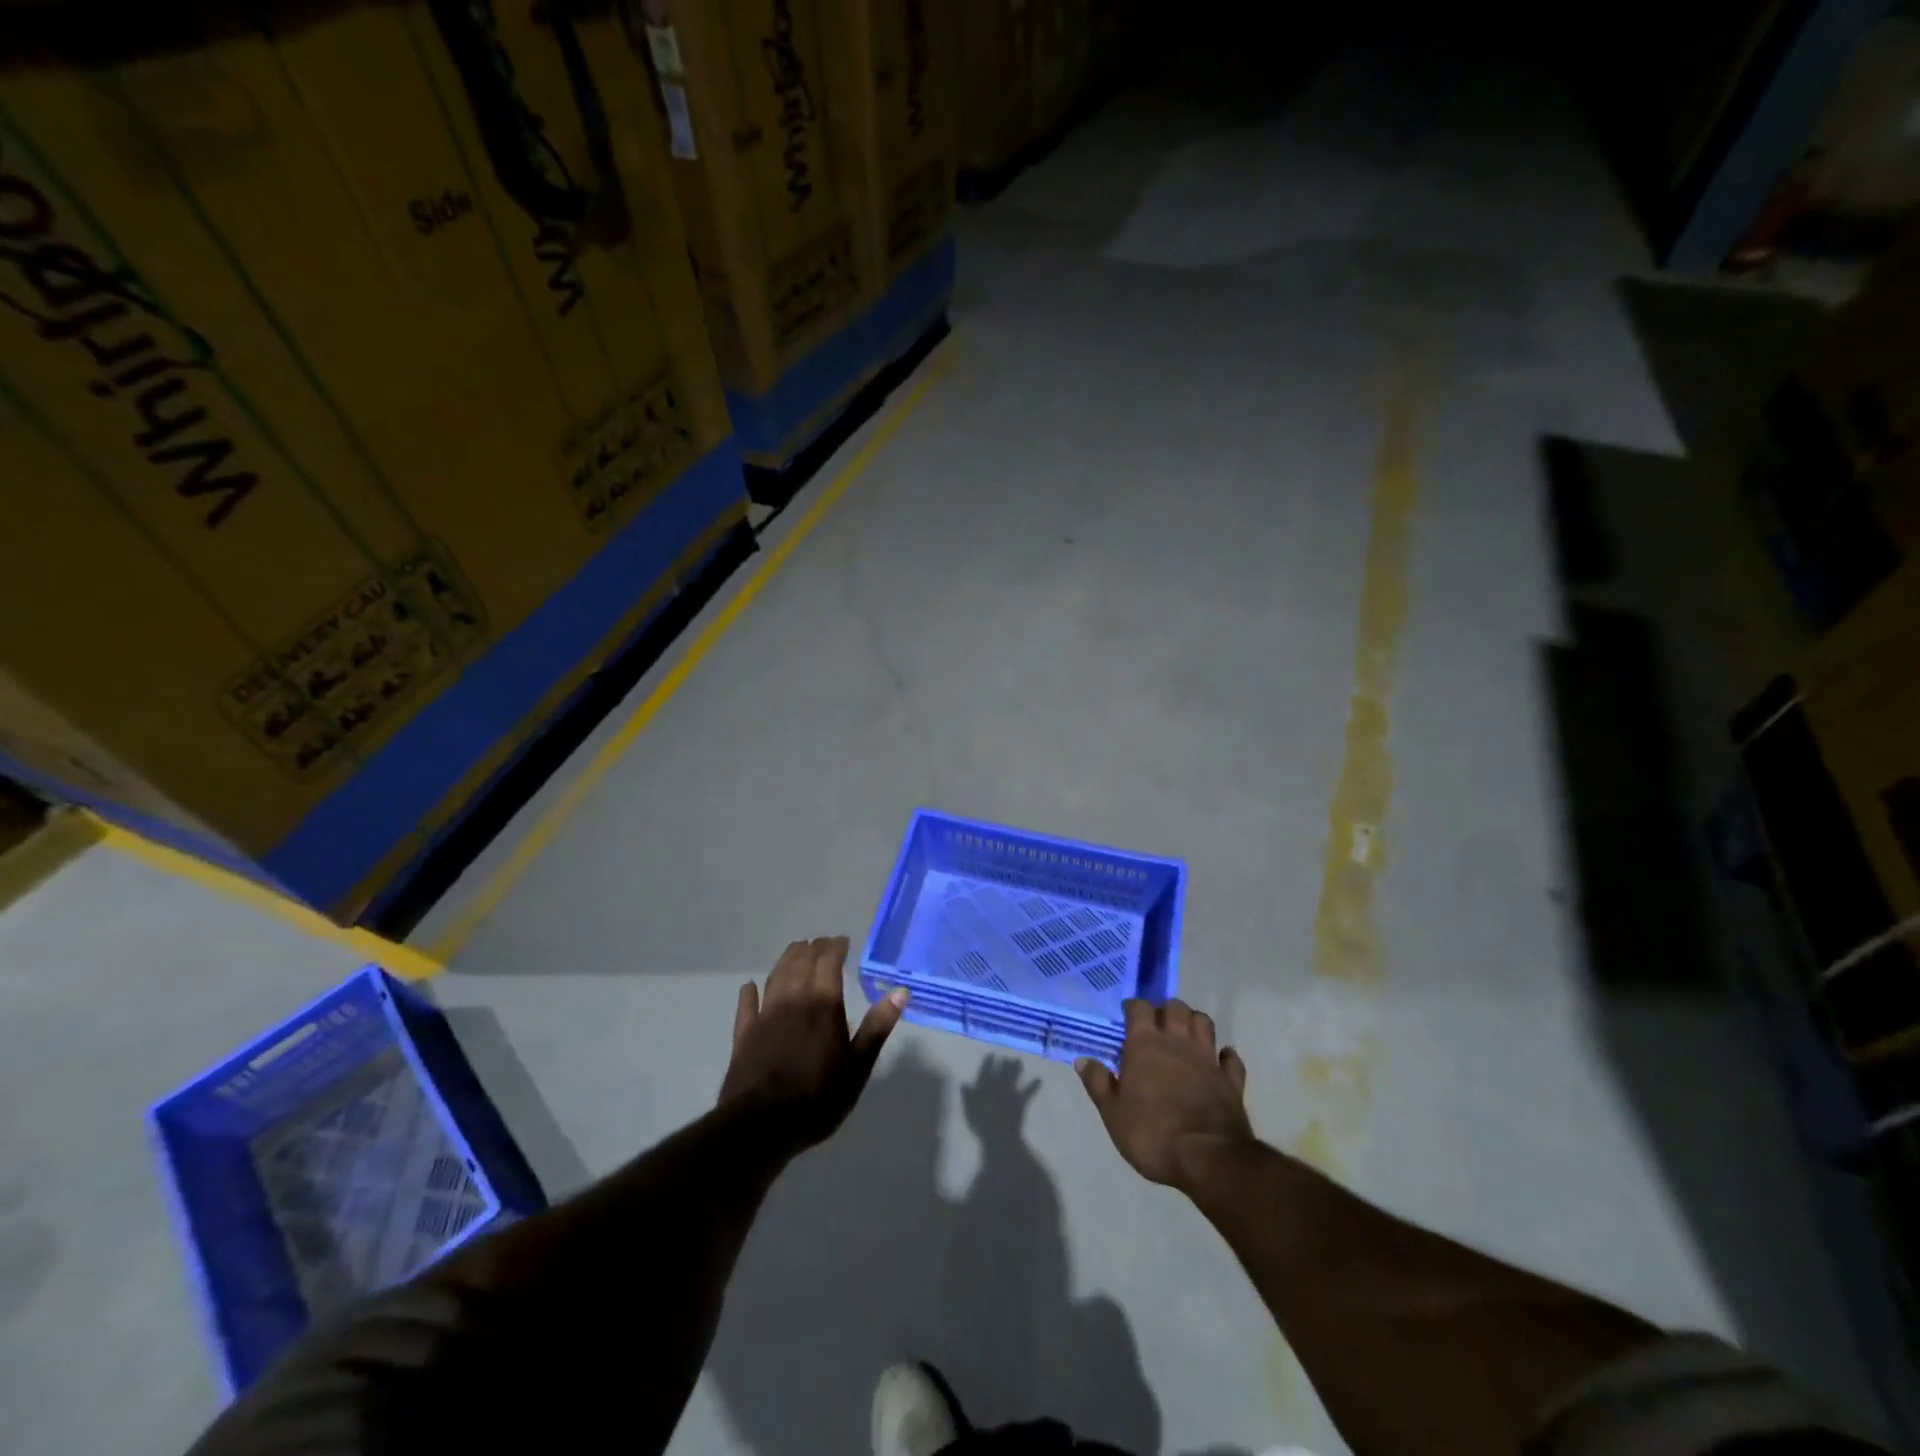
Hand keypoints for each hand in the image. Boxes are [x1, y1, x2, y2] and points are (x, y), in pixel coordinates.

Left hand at [719, 936, 906, 1148]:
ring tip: (796, 951)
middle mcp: (793, 1000)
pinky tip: (749, 987)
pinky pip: (747, 1005)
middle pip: (801, 962)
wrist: (761, 1125)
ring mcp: (765, 1015)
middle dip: (813, 949)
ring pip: (776, 976)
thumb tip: (900, 991)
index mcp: (823, 1004)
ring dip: (786, 960)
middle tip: (822, 943)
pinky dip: (749, 993)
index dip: (835, 947)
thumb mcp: (858, 1066)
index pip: (828, 962)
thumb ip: (877, 1026)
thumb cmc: (818, 1097)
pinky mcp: (744, 1034)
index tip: (843, 941)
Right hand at [1078, 998, 1253, 1191]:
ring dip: (1194, 1023)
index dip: (1133, 1007)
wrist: (1207, 1158)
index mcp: (1145, 1044)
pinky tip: (1219, 1060)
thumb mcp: (1113, 1113)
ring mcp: (1208, 1058)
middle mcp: (1177, 1042)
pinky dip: (1225, 1055)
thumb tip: (1083, 1060)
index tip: (1127, 1015)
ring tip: (1185, 1035)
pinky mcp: (1231, 1080)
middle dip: (1166, 1009)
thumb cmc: (1152, 1134)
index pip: (1140, 1008)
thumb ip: (1098, 1083)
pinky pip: (1231, 1058)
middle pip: (1175, 1007)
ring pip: (1204, 1023)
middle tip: (1157, 1024)